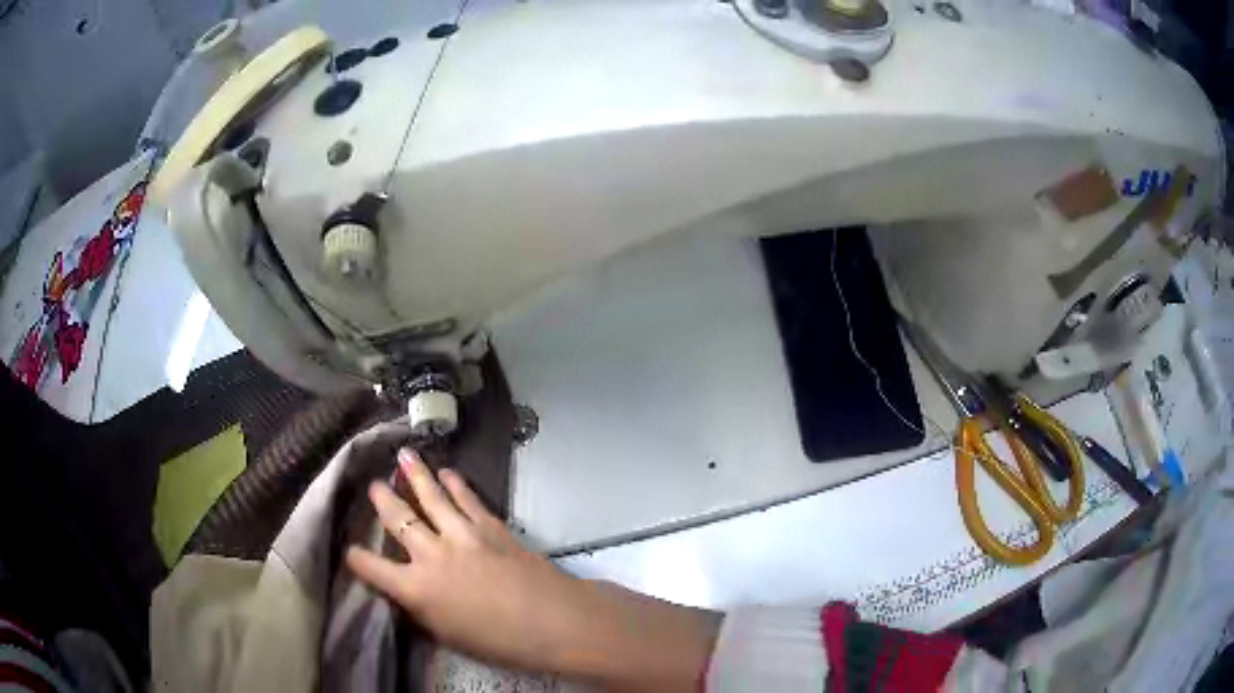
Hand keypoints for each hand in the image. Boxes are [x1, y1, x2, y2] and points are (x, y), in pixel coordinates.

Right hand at [348, 448, 720, 689]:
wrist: (554, 620)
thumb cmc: (500, 641)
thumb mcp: (448, 634)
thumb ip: (421, 609)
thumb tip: (405, 590)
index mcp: (416, 589)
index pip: (372, 568)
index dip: (356, 559)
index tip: (349, 551)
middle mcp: (431, 555)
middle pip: (398, 520)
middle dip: (382, 500)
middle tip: (372, 484)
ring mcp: (461, 536)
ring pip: (431, 497)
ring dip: (416, 475)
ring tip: (403, 455)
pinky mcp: (490, 526)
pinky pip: (467, 499)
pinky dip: (456, 483)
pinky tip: (448, 472)